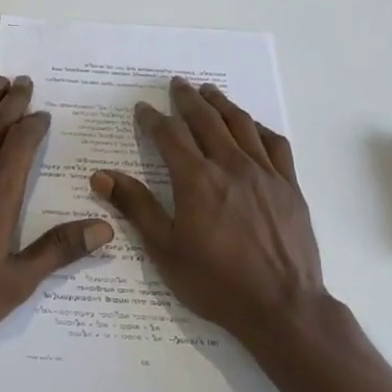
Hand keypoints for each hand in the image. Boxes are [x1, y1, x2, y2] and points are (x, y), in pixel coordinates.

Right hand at [89, 77, 325, 346]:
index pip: (170, 136)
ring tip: (209, 91)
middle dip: (187, 99)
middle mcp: (231, 166)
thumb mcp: (165, 250)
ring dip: (221, 104)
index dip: (153, 119)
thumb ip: (136, 207)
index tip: (143, 109)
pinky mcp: (289, 185)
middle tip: (176, 84)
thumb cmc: (215, 282)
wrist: (281, 307)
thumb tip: (101, 176)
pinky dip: (259, 128)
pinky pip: (275, 144)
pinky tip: (252, 126)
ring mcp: (265, 173)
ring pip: (241, 125)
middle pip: (206, 120)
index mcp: (197, 180)